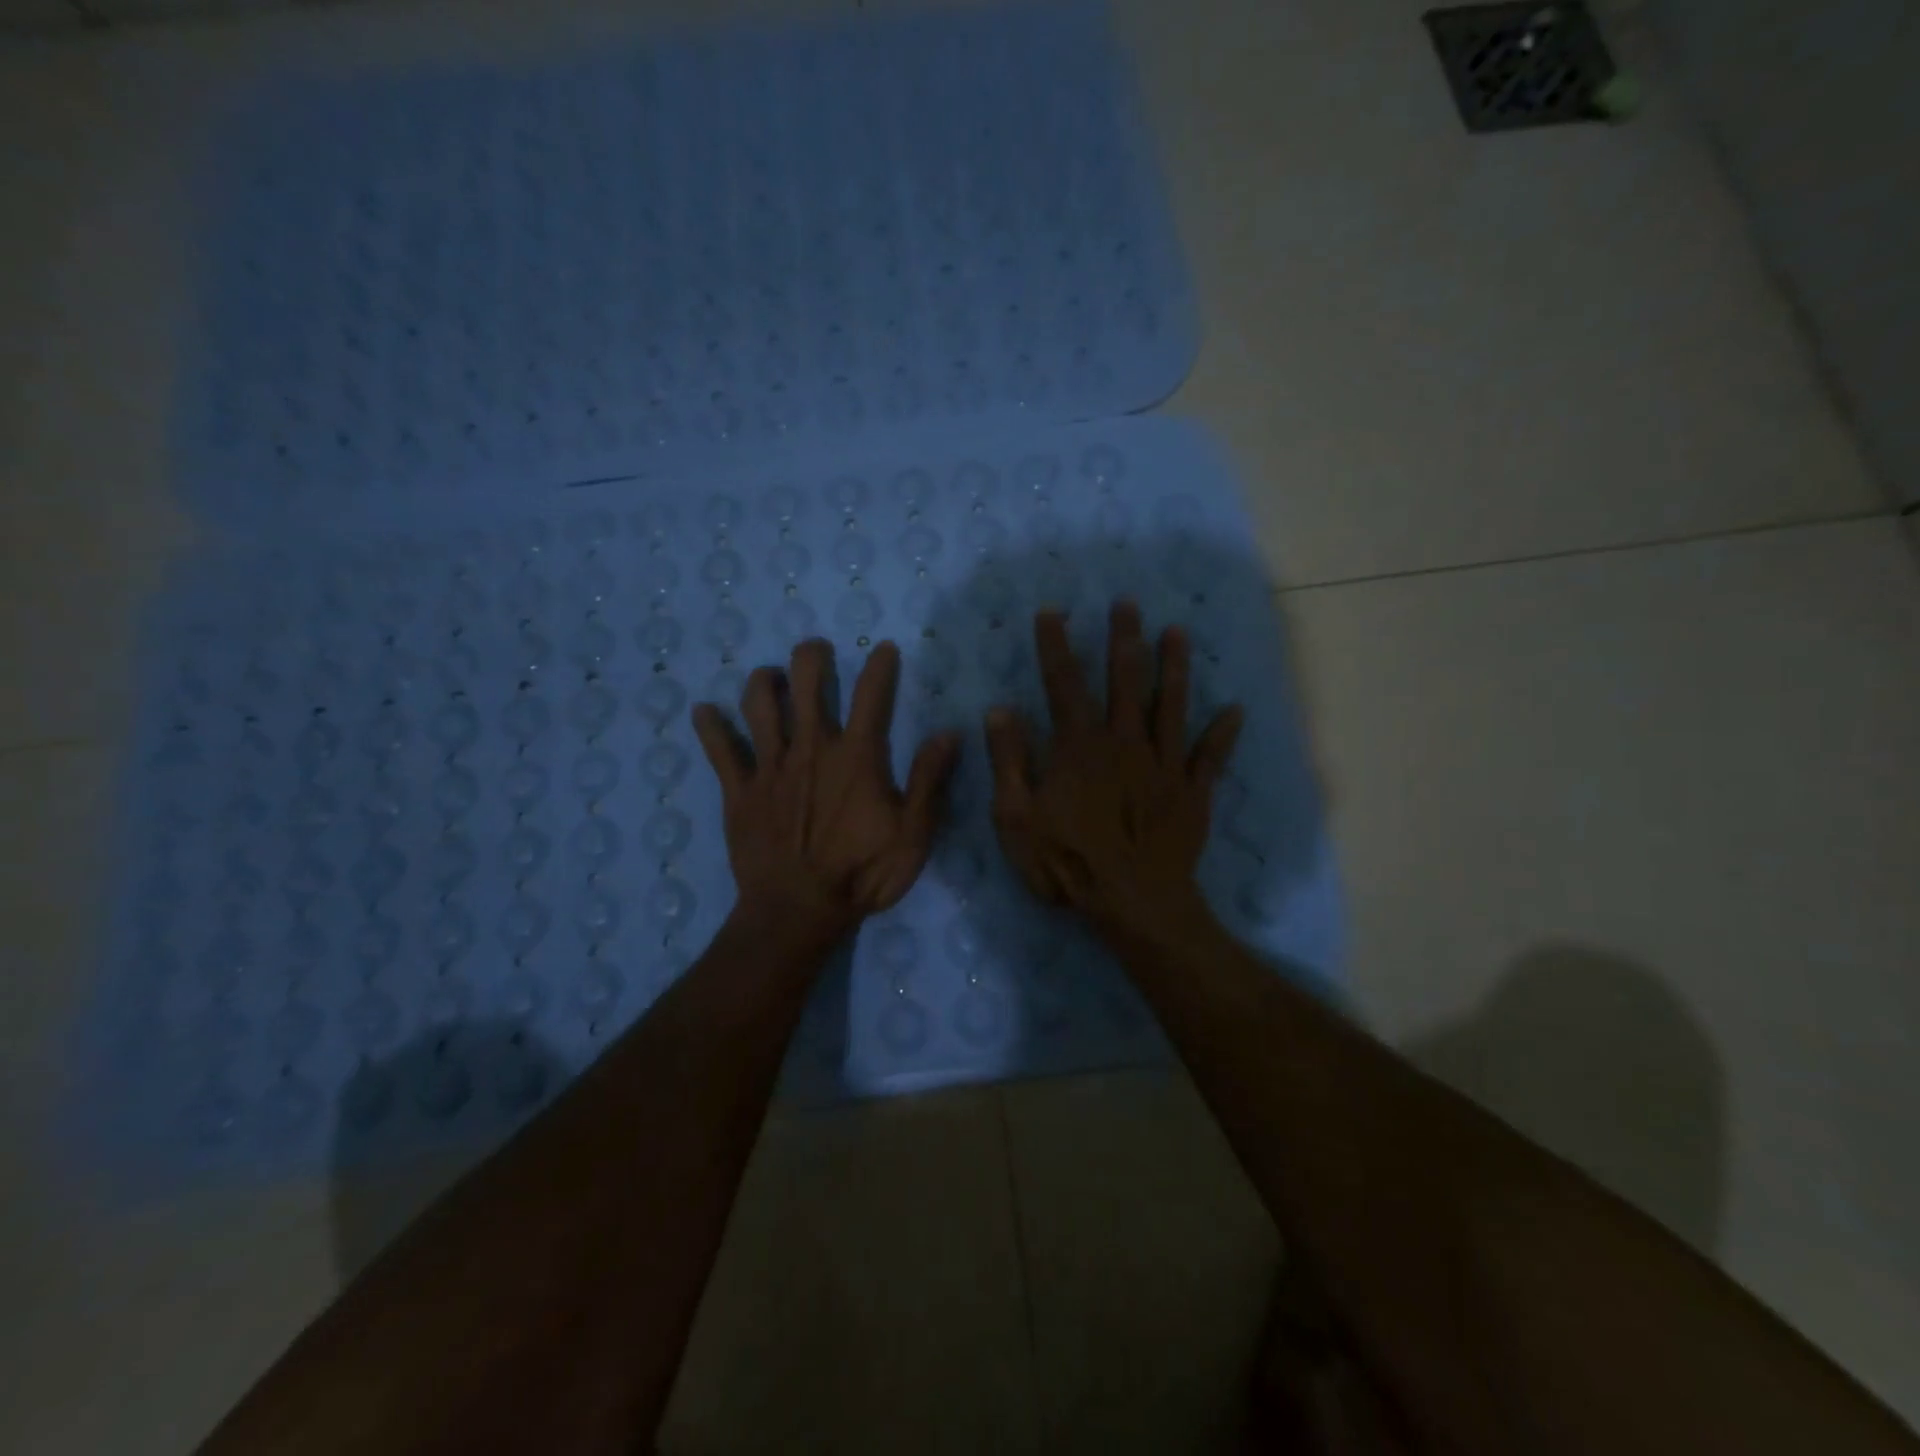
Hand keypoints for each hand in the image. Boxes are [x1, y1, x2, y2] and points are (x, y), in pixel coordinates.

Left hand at [692, 637, 960, 946]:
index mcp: (856, 756)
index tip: (884, 648)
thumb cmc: (862, 874)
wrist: (798, 911)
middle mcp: (811, 748)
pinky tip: (703, 711)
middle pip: (806, 684)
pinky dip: (710, 727)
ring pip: (759, 706)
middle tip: (815, 650)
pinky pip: (720, 751)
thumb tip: (949, 733)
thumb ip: (929, 781)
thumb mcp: (912, 834)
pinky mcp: (739, 791)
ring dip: (763, 681)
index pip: (872, 696)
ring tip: (770, 676)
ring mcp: (770, 767)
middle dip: (810, 657)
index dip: (880, 666)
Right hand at [985, 601, 1243, 938]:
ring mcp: (1163, 764)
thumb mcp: (1017, 817)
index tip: (1051, 611)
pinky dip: (1223, 733)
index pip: (1063, 683)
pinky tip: (1235, 710)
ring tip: (1178, 632)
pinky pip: (1210, 756)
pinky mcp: (1192, 791)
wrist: (1133, 902)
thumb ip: (1010, 761)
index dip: (1055, 645)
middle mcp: (1124, 742)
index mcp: (1080, 746)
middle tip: (1127, 604)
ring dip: (1175, 666)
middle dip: (1124, 639)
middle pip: (1125, 680)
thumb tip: (1000, 710)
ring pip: (1172, 704)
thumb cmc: (1067, 862)